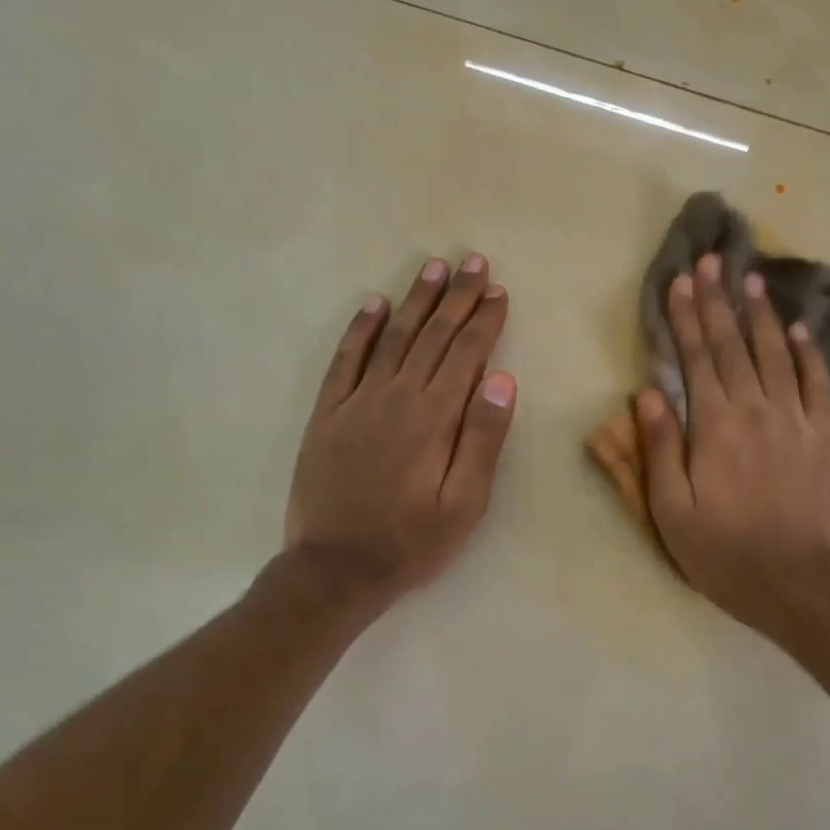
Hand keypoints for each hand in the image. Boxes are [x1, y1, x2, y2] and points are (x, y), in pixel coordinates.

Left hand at [285, 255, 516, 605]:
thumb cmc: (412, 541)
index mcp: (434, 418)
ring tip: (432, 268)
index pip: (466, 355)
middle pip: (432, 336)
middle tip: (473, 262)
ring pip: (392, 338)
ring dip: (414, 301)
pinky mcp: (328, 414)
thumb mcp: (465, 503)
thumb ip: (483, 440)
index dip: (484, 321)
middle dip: (456, 297)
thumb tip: (501, 380)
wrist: (337, 567)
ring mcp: (357, 402)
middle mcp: (396, 397)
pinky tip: (372, 304)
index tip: (498, 292)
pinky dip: (360, 330)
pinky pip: (345, 361)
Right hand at [634, 252, 829, 636]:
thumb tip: (647, 393)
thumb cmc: (722, 551)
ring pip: (778, 353)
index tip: (679, 282)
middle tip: (710, 261)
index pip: (695, 359)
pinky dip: (809, 352)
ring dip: (762, 314)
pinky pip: (819, 383)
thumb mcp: (669, 509)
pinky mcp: (827, 436)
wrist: (795, 582)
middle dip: (718, 301)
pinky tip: (801, 329)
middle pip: (734, 345)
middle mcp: (756, 409)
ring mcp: (797, 420)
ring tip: (752, 278)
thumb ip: (659, 448)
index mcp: (714, 425)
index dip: (685, 318)